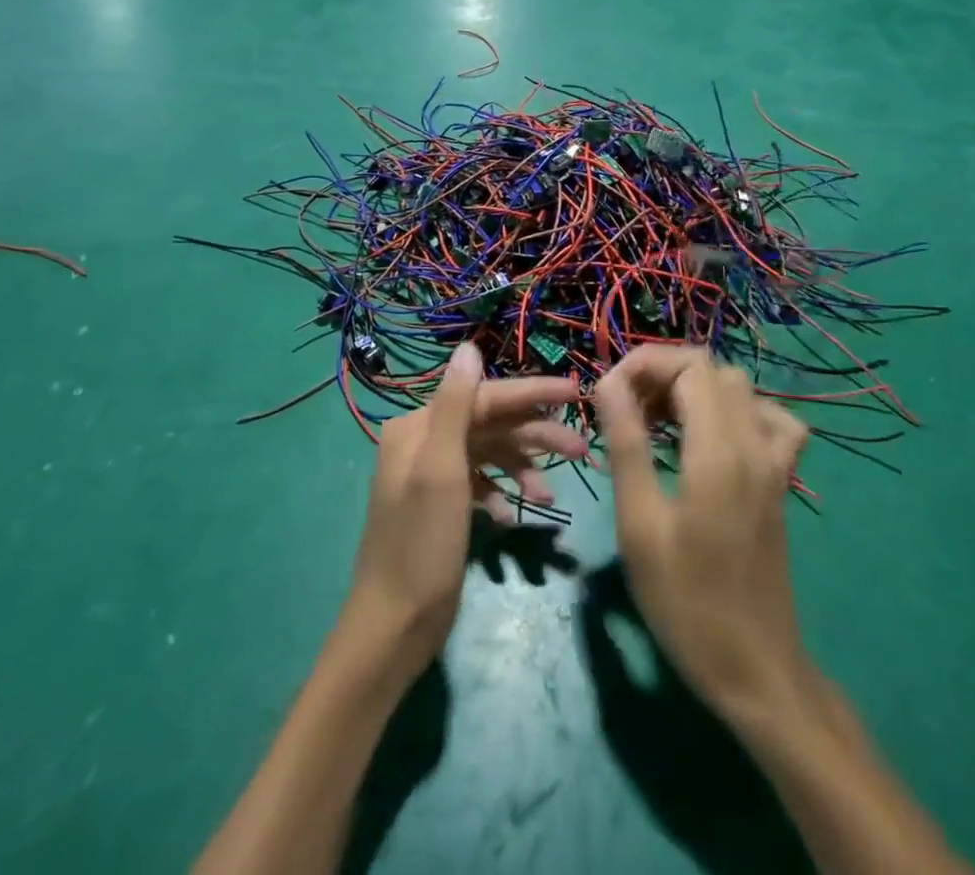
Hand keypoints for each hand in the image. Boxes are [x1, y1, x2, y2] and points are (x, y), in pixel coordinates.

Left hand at [344, 342, 585, 682]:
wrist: (393, 627)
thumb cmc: (421, 544)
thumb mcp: (440, 470)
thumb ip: (455, 405)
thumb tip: (469, 346)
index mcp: (419, 426)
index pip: (484, 396)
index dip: (531, 393)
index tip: (576, 394)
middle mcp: (423, 441)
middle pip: (490, 424)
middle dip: (535, 435)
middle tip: (581, 449)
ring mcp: (432, 474)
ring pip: (489, 454)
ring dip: (522, 469)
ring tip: (551, 496)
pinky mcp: (442, 504)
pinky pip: (481, 484)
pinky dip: (502, 494)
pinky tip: (517, 517)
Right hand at [596, 345, 812, 721]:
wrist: (755, 668)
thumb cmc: (686, 601)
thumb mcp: (640, 524)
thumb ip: (627, 444)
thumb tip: (608, 383)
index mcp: (719, 451)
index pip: (689, 365)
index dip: (645, 364)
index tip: (609, 393)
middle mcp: (754, 443)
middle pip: (712, 368)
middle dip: (663, 373)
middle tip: (626, 410)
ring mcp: (774, 462)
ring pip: (739, 388)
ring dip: (694, 388)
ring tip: (657, 421)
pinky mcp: (780, 481)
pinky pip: (770, 420)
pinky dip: (737, 411)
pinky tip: (711, 436)